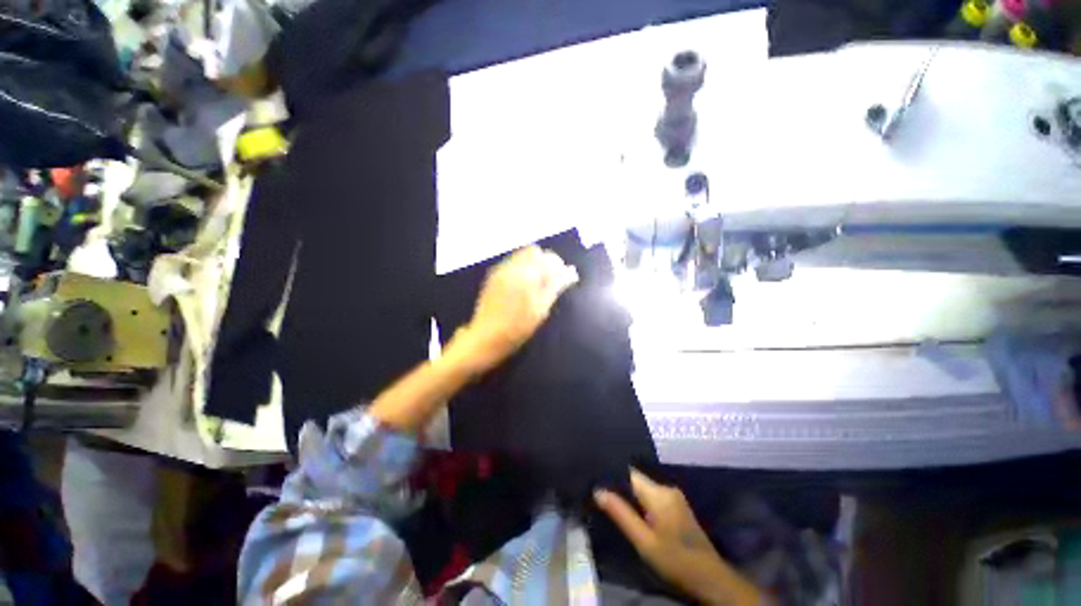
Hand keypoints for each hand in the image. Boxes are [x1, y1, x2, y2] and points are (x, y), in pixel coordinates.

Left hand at [453, 246, 577, 372]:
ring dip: (532, 264)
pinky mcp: (492, 276)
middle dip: (544, 261)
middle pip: (533, 252)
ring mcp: (500, 270)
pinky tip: (522, 286)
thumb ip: (555, 286)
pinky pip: (511, 263)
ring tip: (536, 284)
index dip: (558, 265)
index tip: (562, 277)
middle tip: (549, 280)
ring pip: (521, 256)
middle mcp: (512, 266)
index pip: (548, 257)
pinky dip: (521, 269)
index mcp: (526, 274)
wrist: (486, 336)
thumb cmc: (518, 327)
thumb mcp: (541, 309)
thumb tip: (570, 272)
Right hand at [594, 469, 763, 605]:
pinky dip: (640, 501)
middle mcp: (666, 488)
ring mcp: (674, 496)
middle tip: (599, 494)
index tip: (596, 479)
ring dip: (629, 495)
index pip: (629, 473)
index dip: (612, 474)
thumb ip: (621, 514)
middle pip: (636, 480)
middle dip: (619, 486)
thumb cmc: (675, 560)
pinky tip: (632, 511)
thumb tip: (598, 491)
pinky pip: (652, 496)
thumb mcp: (644, 541)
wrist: (710, 578)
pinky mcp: (677, 505)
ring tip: (611, 502)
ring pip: (644, 488)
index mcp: (658, 493)